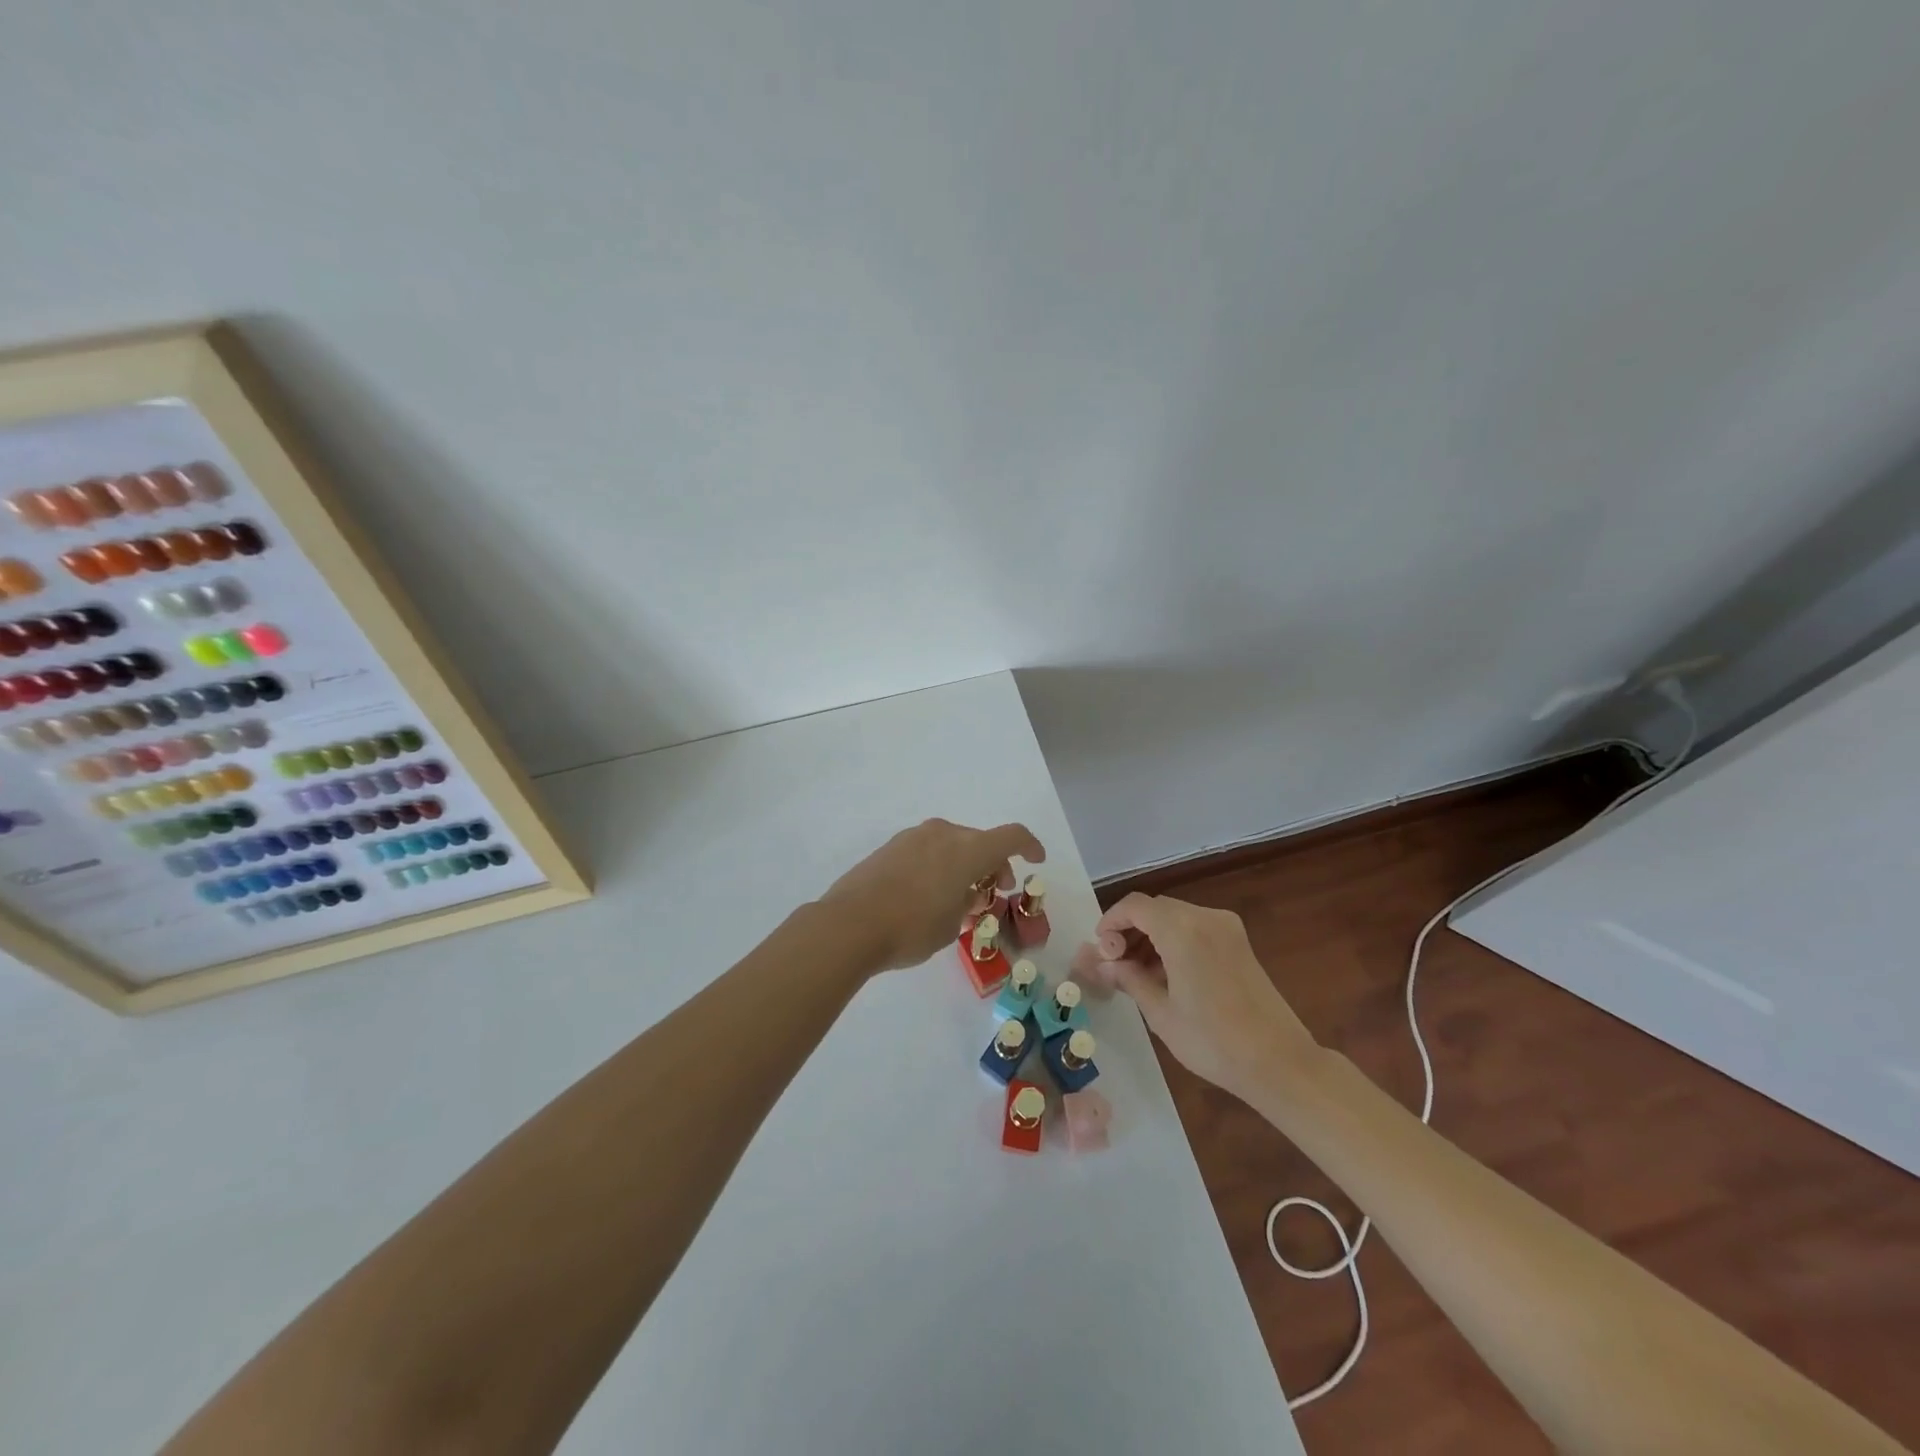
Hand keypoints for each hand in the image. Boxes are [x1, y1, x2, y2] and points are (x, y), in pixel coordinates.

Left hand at [823, 819, 1044, 972]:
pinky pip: (927, 849)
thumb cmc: (911, 928)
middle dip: (993, 863)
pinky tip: (929, 892)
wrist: (849, 924)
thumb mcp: (951, 925)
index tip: (1036, 859)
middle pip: (979, 840)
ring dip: (964, 863)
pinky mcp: (890, 847)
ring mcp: (913, 837)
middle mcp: (943, 833)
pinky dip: (939, 864)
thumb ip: (966, 903)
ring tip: (960, 896)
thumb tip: (963, 892)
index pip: (1011, 836)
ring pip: (951, 843)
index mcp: (967, 849)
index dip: (1029, 845)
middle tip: (994, 890)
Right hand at [1083, 892, 1317, 1102]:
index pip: (1134, 906)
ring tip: (1138, 973)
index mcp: (1182, 929)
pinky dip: (1175, 941)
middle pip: (1155, 909)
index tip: (1100, 950)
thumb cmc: (1213, 1041)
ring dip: (1152, 936)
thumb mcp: (1161, 1013)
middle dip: (1130, 930)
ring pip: (1175, 917)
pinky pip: (1196, 928)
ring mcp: (1227, 928)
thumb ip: (1129, 980)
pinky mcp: (1239, 942)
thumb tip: (1103, 965)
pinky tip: (1167, 974)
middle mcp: (1205, 917)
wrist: (1279, 1062)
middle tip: (1116, 965)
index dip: (1111, 921)